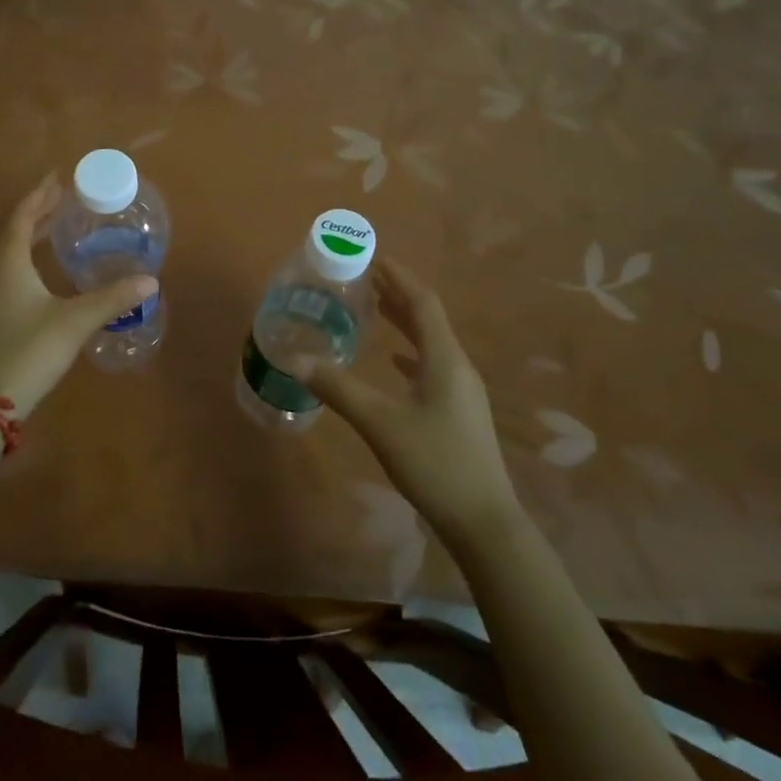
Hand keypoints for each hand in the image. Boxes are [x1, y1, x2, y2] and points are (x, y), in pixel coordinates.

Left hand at [0, 174, 157, 416]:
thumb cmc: (27, 352)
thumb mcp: (74, 322)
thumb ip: (112, 299)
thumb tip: (150, 280)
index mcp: (7, 262)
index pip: (21, 216)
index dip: (39, 195)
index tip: (58, 178)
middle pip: (12, 230)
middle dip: (37, 211)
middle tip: (63, 199)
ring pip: (7, 251)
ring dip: (30, 234)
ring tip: (57, 226)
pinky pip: (7, 269)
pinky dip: (26, 256)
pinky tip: (44, 270)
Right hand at [297, 260, 518, 546]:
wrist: (484, 523)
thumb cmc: (434, 464)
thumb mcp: (380, 424)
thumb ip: (339, 389)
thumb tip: (296, 359)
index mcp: (444, 359)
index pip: (423, 303)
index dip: (400, 277)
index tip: (374, 258)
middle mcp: (457, 367)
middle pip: (429, 318)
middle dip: (399, 294)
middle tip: (367, 278)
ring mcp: (462, 391)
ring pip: (431, 343)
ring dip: (405, 322)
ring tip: (376, 308)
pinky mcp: (459, 412)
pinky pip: (433, 366)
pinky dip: (411, 353)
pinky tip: (396, 362)